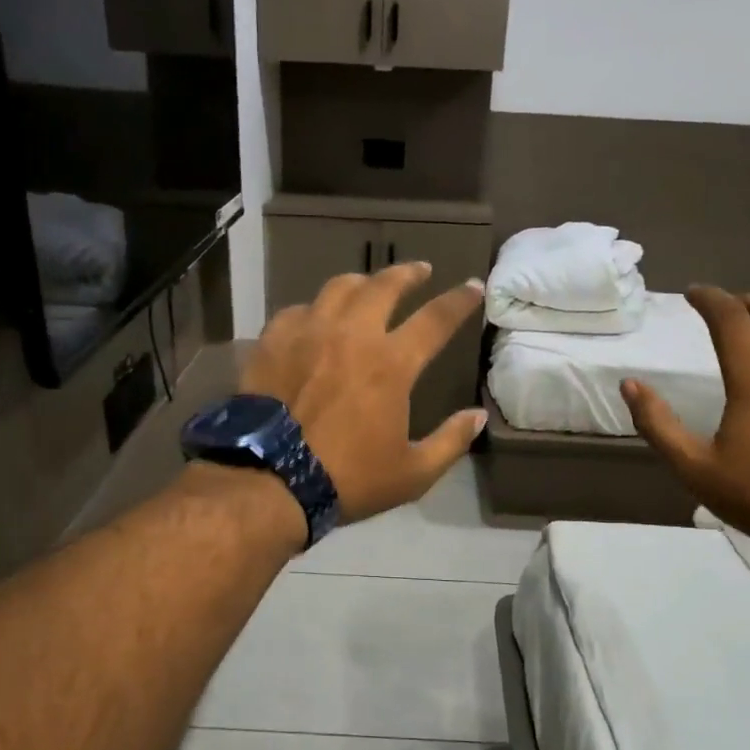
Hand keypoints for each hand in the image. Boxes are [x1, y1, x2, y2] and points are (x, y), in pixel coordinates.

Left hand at [242, 263, 487, 523]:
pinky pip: (297, 310)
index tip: (472, 286)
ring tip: (368, 286)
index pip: (435, 319)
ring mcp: (308, 333)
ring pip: (338, 288)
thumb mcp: (412, 474)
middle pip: (384, 286)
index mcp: (391, 363)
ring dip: (361, 283)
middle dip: (407, 274)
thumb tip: (478, 416)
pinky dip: (314, 309)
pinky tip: (314, 318)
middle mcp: (351, 335)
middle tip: (420, 270)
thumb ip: (450, 441)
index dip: (459, 301)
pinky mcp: (272, 342)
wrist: (271, 479)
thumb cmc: (348, 478)